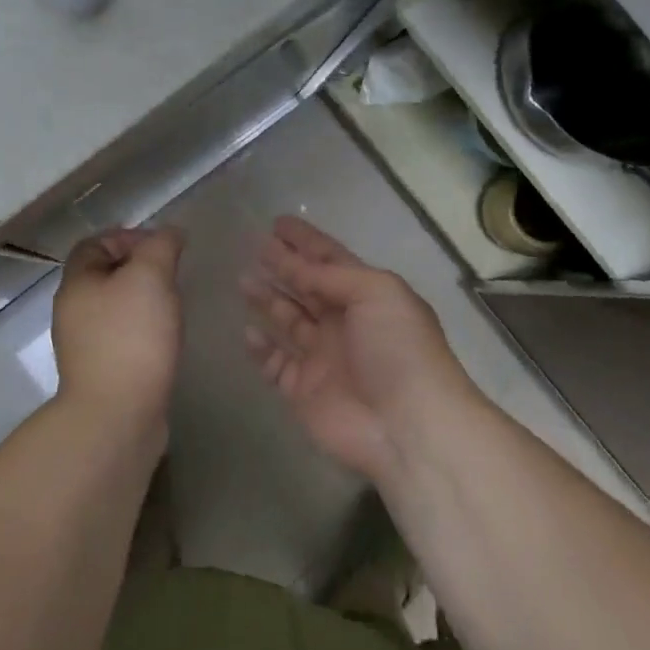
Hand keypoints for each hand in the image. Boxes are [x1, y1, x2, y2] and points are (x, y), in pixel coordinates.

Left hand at [52, 227, 184, 430]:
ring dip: (144, 301)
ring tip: (174, 307)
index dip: (127, 236)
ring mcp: (86, 346)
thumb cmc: (131, 337)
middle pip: (105, 276)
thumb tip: (170, 234)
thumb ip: (161, 247)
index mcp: (77, 284)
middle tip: (173, 275)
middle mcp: (73, 312)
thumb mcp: (150, 277)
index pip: (94, 244)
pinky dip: (145, 331)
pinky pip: (124, 338)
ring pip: (116, 308)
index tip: (162, 247)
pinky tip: (167, 339)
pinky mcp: (104, 373)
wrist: (118, 417)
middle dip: (140, 269)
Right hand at [240, 216, 475, 482]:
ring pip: (288, 321)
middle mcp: (344, 323)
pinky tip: (248, 330)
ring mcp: (323, 358)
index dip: (305, 242)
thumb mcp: (376, 292)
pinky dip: (262, 347)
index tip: (277, 223)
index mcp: (368, 296)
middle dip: (283, 266)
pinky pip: (276, 363)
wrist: (406, 426)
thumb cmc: (398, 349)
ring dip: (267, 300)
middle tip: (254, 246)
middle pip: (307, 288)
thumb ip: (332, 276)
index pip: (330, 260)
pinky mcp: (303, 391)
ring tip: (242, 279)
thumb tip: (298, 266)